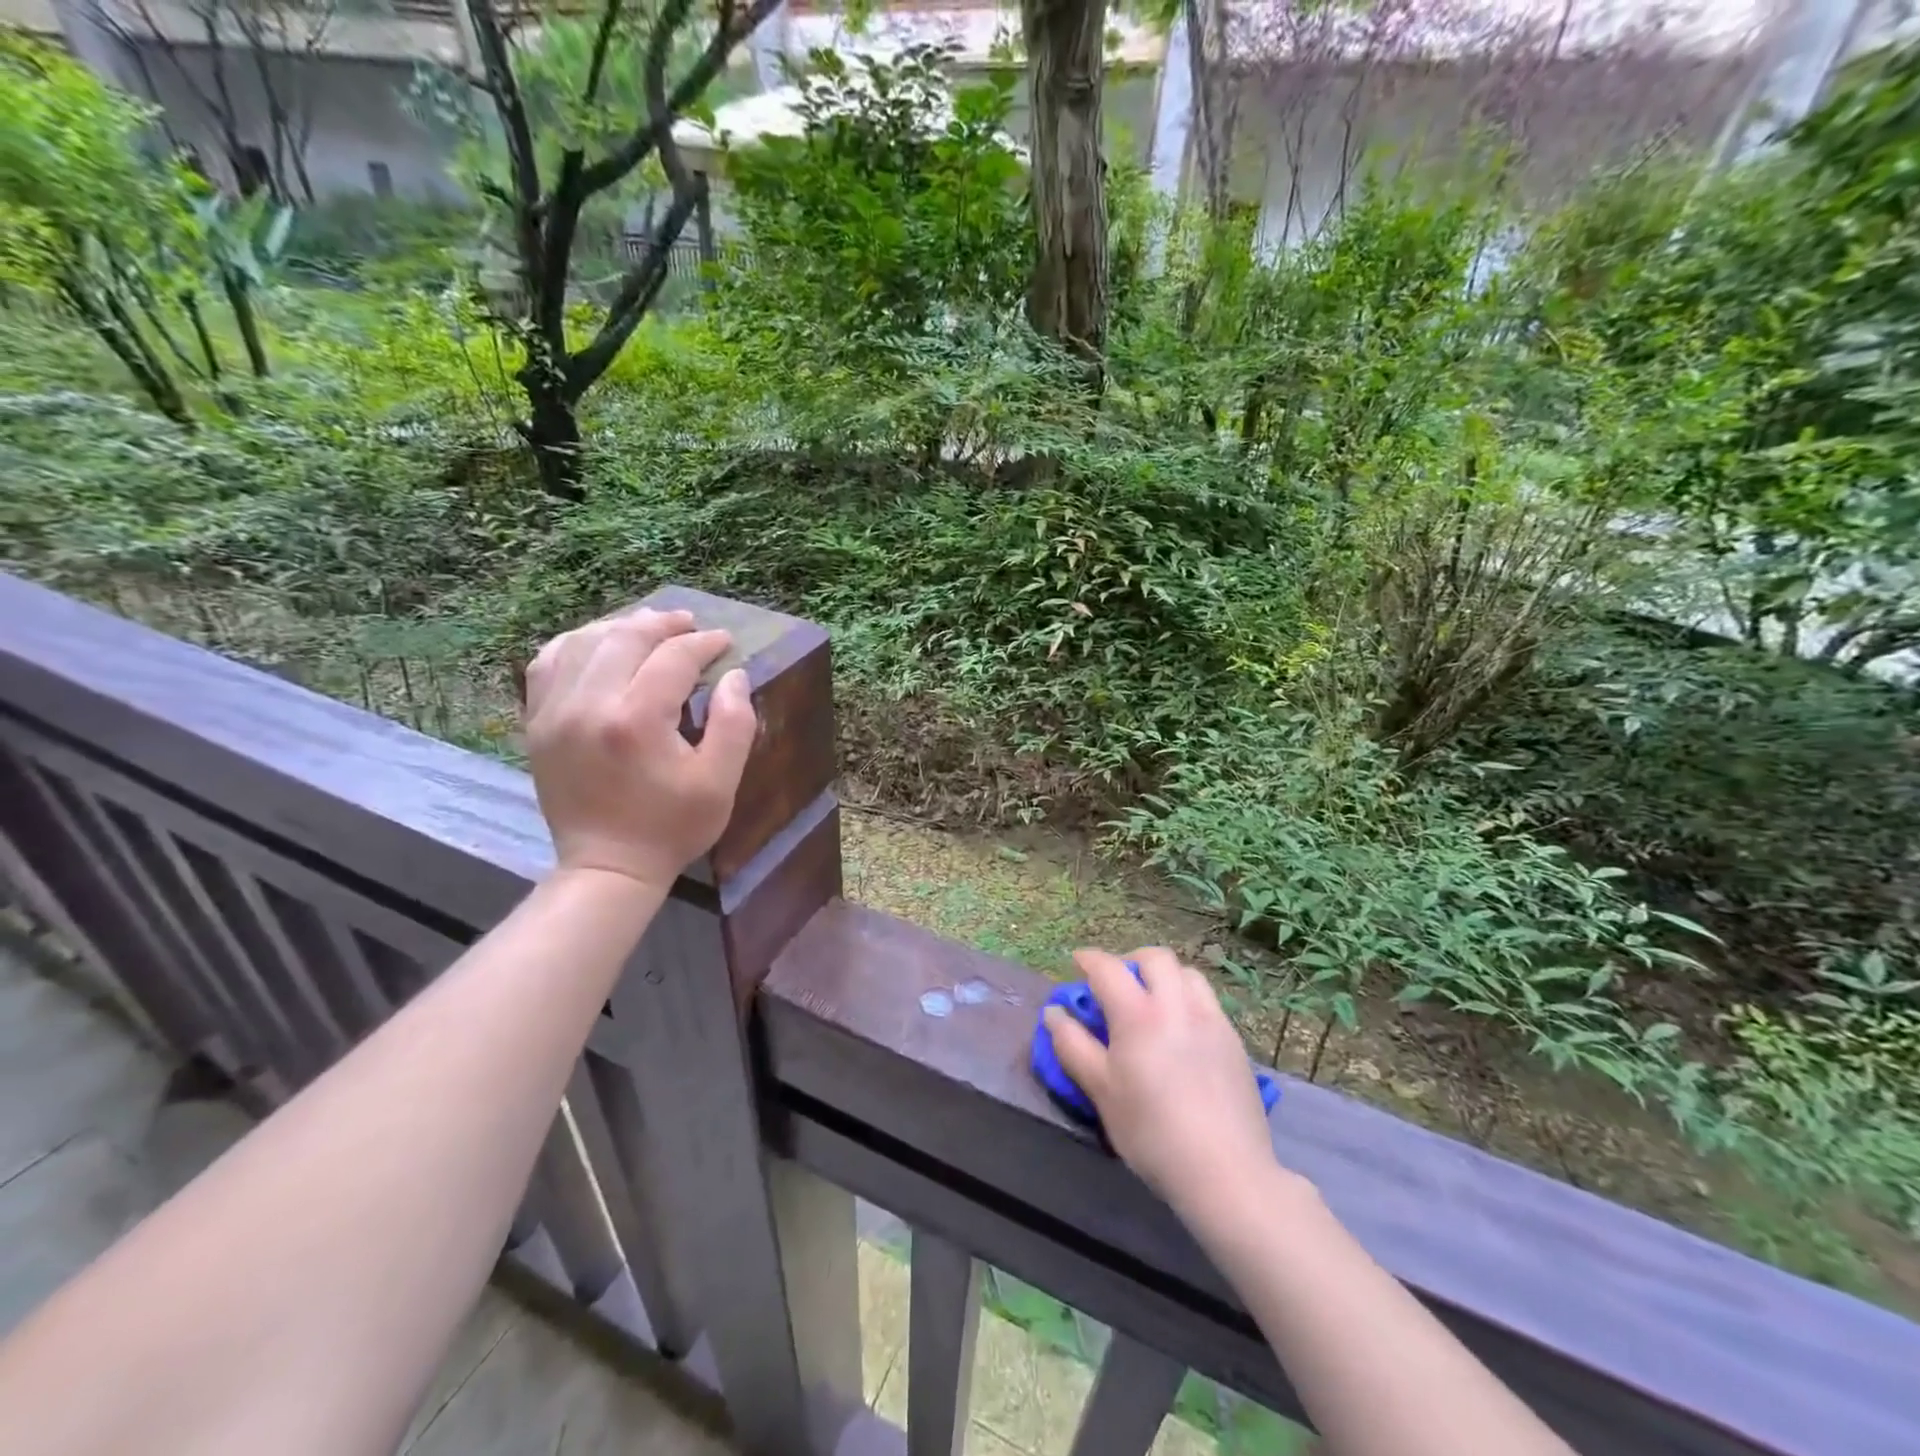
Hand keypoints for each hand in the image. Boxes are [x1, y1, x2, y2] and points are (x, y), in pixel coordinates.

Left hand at [524, 608, 756, 893]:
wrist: (606, 867)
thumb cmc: (672, 827)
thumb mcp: (721, 782)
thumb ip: (735, 723)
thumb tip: (735, 675)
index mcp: (636, 721)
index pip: (673, 658)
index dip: (704, 644)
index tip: (725, 642)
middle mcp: (589, 705)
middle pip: (625, 638)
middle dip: (663, 624)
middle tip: (689, 624)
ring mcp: (553, 712)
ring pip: (583, 641)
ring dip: (620, 627)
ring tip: (648, 628)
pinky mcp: (536, 722)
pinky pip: (548, 662)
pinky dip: (576, 644)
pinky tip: (598, 645)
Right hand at [1044, 947, 1287, 1222]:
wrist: (1225, 1171)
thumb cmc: (1152, 1132)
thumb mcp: (1101, 1092)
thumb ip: (1073, 1046)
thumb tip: (1054, 1013)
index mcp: (1138, 1014)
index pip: (1109, 968)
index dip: (1089, 959)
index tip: (1078, 963)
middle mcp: (1177, 1005)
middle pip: (1155, 958)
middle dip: (1130, 961)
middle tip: (1116, 983)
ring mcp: (1211, 1020)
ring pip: (1187, 973)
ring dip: (1164, 976)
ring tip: (1151, 1001)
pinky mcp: (1234, 1041)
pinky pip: (1207, 1000)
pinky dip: (1187, 998)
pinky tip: (1180, 1030)